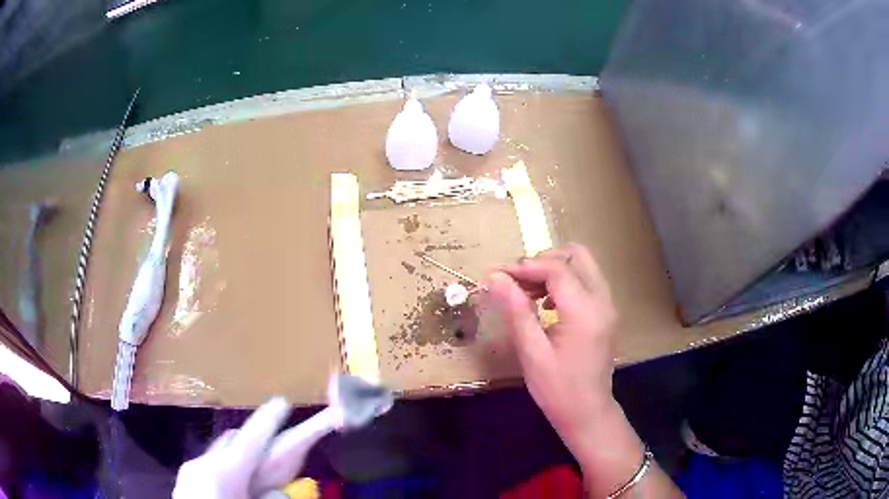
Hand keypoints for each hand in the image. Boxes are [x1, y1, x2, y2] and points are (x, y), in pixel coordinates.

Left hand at [173, 397, 291, 498]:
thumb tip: (279, 491)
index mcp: (221, 474)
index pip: (249, 441)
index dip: (268, 421)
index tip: (283, 401)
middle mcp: (202, 465)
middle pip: (233, 443)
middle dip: (255, 440)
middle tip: (276, 445)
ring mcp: (190, 472)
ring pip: (221, 455)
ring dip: (241, 458)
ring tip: (258, 475)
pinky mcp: (185, 481)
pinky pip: (211, 467)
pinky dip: (229, 471)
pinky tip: (236, 489)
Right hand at [480, 244, 646, 494]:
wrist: (588, 413)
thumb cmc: (557, 389)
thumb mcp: (532, 352)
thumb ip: (516, 310)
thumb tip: (495, 277)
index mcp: (585, 310)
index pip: (556, 269)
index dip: (524, 266)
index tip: (497, 275)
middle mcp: (602, 300)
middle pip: (577, 254)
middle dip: (544, 259)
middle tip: (517, 280)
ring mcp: (607, 305)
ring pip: (583, 265)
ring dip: (554, 269)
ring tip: (526, 290)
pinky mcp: (605, 313)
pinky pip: (586, 281)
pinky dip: (564, 281)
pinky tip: (545, 303)